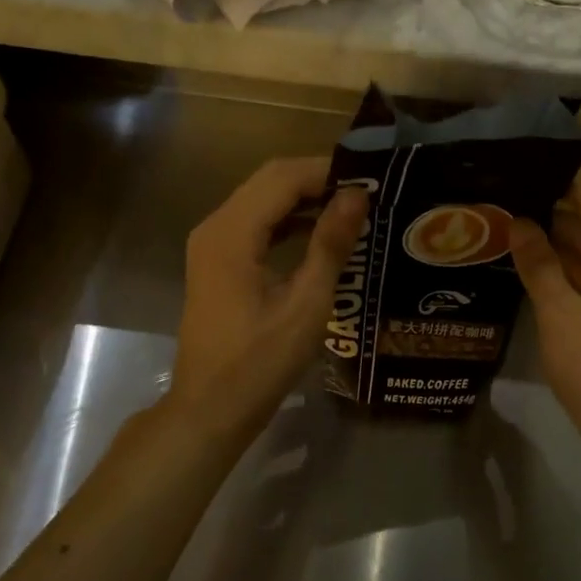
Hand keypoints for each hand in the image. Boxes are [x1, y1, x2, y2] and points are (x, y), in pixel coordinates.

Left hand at [166, 157, 366, 441]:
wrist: (210, 409)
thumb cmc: (260, 363)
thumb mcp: (306, 305)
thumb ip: (330, 244)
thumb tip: (357, 196)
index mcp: (232, 233)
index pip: (283, 177)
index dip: (327, 172)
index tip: (371, 179)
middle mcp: (215, 226)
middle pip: (269, 181)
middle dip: (317, 180)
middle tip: (366, 191)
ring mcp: (212, 243)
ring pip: (262, 199)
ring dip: (304, 198)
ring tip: (352, 207)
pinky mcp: (217, 260)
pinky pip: (255, 223)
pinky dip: (288, 219)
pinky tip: (321, 231)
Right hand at [510, 177, 580, 461]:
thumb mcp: (561, 314)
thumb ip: (539, 264)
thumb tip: (518, 221)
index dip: (557, 179)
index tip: (516, 167)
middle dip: (548, 211)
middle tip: (498, 199)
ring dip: (552, 243)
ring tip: (503, 227)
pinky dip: (562, 272)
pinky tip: (525, 268)